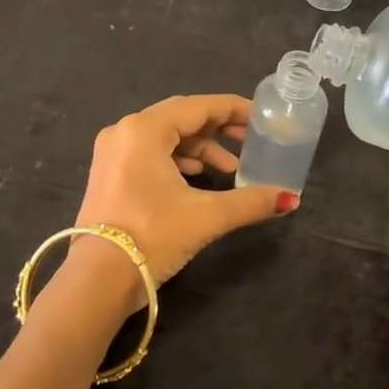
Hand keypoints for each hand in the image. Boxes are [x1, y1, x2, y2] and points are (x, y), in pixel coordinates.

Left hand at [73, 94, 295, 292]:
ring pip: (165, 137)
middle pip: (181, 118)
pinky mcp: (109, 174)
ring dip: (199, 149)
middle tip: (250, 142)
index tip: (260, 118)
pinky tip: (198, 179)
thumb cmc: (152, 237)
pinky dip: (178, 161)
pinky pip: (150, 154)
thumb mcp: (206, 216)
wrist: (98, 281)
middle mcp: (124, 132)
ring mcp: (112, 153)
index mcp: (143, 130)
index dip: (233, 110)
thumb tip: (291, 198)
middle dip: (218, 129)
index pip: (198, 107)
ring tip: (230, 170)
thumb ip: (251, 202)